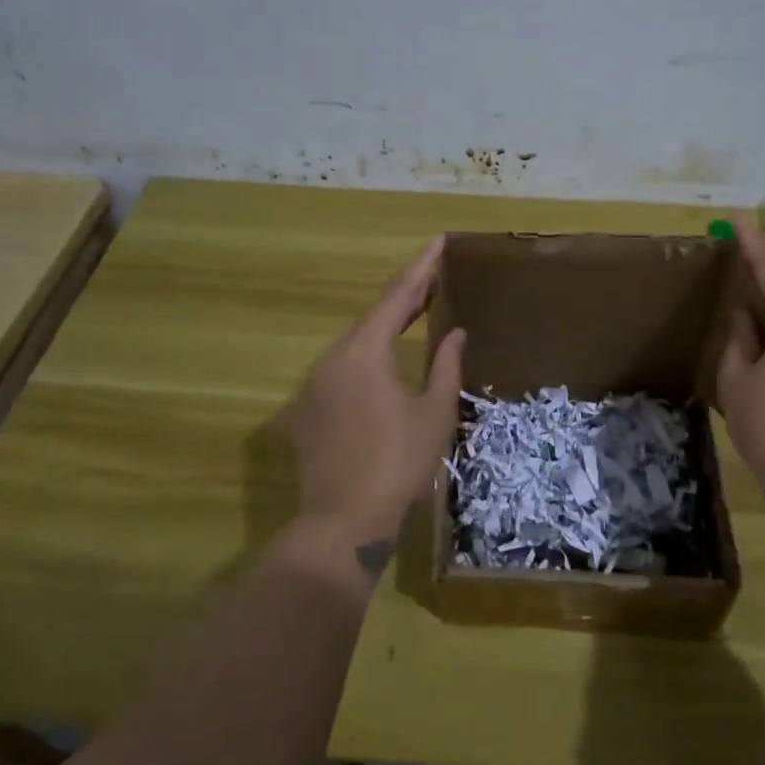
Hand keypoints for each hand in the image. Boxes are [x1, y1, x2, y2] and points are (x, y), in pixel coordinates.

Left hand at [284, 237, 464, 566]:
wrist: (342, 522)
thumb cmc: (398, 465)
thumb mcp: (433, 413)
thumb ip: (445, 366)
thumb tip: (456, 334)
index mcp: (363, 353)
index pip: (396, 298)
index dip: (420, 269)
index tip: (438, 242)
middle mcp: (332, 359)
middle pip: (373, 318)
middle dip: (405, 297)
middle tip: (435, 278)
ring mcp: (314, 384)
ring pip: (355, 344)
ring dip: (386, 328)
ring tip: (416, 314)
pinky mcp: (308, 409)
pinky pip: (342, 369)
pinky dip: (368, 358)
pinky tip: (385, 365)